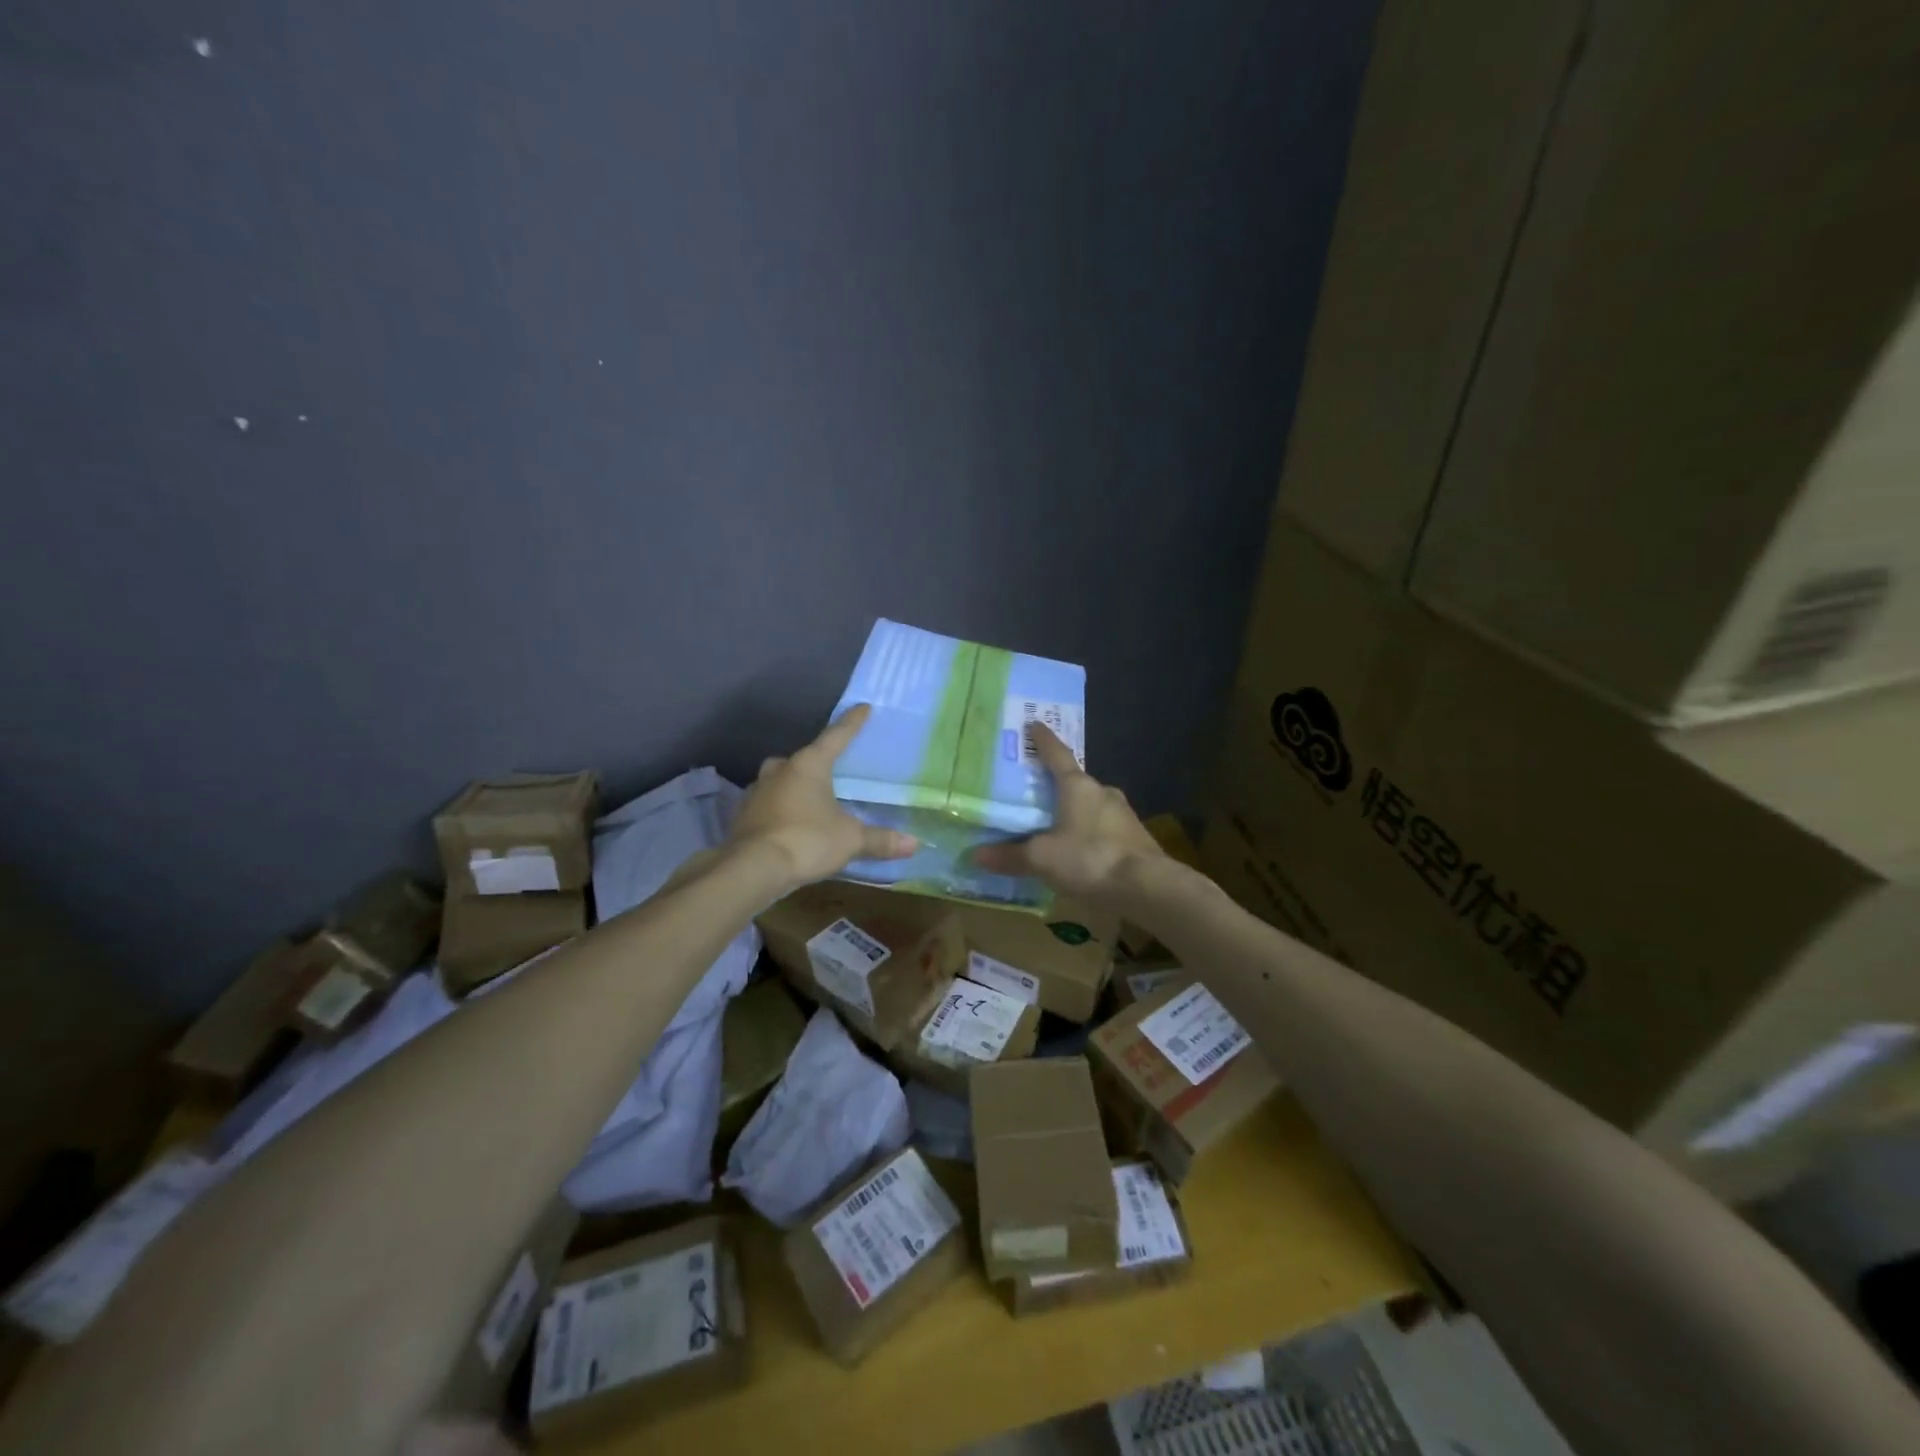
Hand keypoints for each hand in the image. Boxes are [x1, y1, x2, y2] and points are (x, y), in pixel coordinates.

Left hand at [727, 704, 916, 890]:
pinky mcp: (743, 816)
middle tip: (829, 771)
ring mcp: (757, 792)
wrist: (752, 869)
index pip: (836, 737)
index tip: (863, 707)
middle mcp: (780, 771)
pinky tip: (790, 824)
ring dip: (793, 787)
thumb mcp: (850, 840)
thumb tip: (914, 843)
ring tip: (810, 801)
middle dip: (814, 762)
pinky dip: (780, 809)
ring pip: (779, 780)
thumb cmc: (807, 840)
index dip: (852, 723)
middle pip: (801, 758)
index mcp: (809, 765)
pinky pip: (768, 805)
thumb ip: (880, 839)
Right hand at [972, 723, 1163, 908]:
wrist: (1147, 887)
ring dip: (1074, 811)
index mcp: (1078, 786)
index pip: (1056, 755)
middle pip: (1075, 782)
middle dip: (1057, 784)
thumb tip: (976, 855)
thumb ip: (1010, 855)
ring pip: (1091, 806)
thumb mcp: (1042, 858)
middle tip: (1036, 788)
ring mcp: (1123, 815)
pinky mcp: (1134, 838)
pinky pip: (1104, 828)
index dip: (1043, 740)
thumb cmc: (1090, 858)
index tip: (1034, 724)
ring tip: (1054, 822)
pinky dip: (1088, 833)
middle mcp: (1103, 792)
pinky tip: (1079, 849)